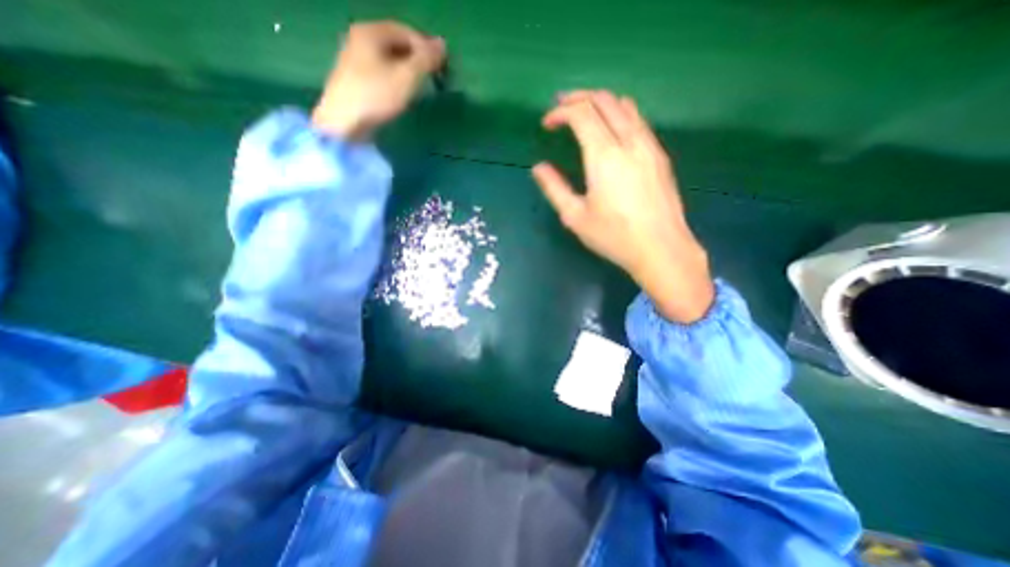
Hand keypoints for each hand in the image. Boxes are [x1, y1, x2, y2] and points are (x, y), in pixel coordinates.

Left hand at [313, 19, 443, 142]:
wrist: (343, 123)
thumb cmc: (376, 96)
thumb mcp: (407, 77)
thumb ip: (425, 60)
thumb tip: (443, 45)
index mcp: (371, 32)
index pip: (407, 32)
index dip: (427, 48)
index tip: (442, 68)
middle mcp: (360, 39)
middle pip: (397, 44)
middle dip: (418, 60)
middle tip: (434, 78)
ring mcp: (354, 59)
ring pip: (389, 59)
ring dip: (408, 71)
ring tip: (421, 88)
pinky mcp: (354, 79)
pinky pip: (381, 72)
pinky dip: (396, 79)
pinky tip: (402, 94)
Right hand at [531, 88, 712, 321]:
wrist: (661, 248)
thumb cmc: (614, 236)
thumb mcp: (575, 216)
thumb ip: (554, 188)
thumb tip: (539, 168)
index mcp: (604, 155)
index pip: (581, 113)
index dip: (560, 112)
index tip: (546, 124)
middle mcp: (629, 140)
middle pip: (604, 99)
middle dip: (578, 98)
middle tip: (560, 107)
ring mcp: (649, 145)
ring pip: (625, 105)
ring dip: (600, 102)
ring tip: (583, 113)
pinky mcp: (659, 155)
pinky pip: (638, 120)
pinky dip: (619, 114)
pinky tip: (611, 131)